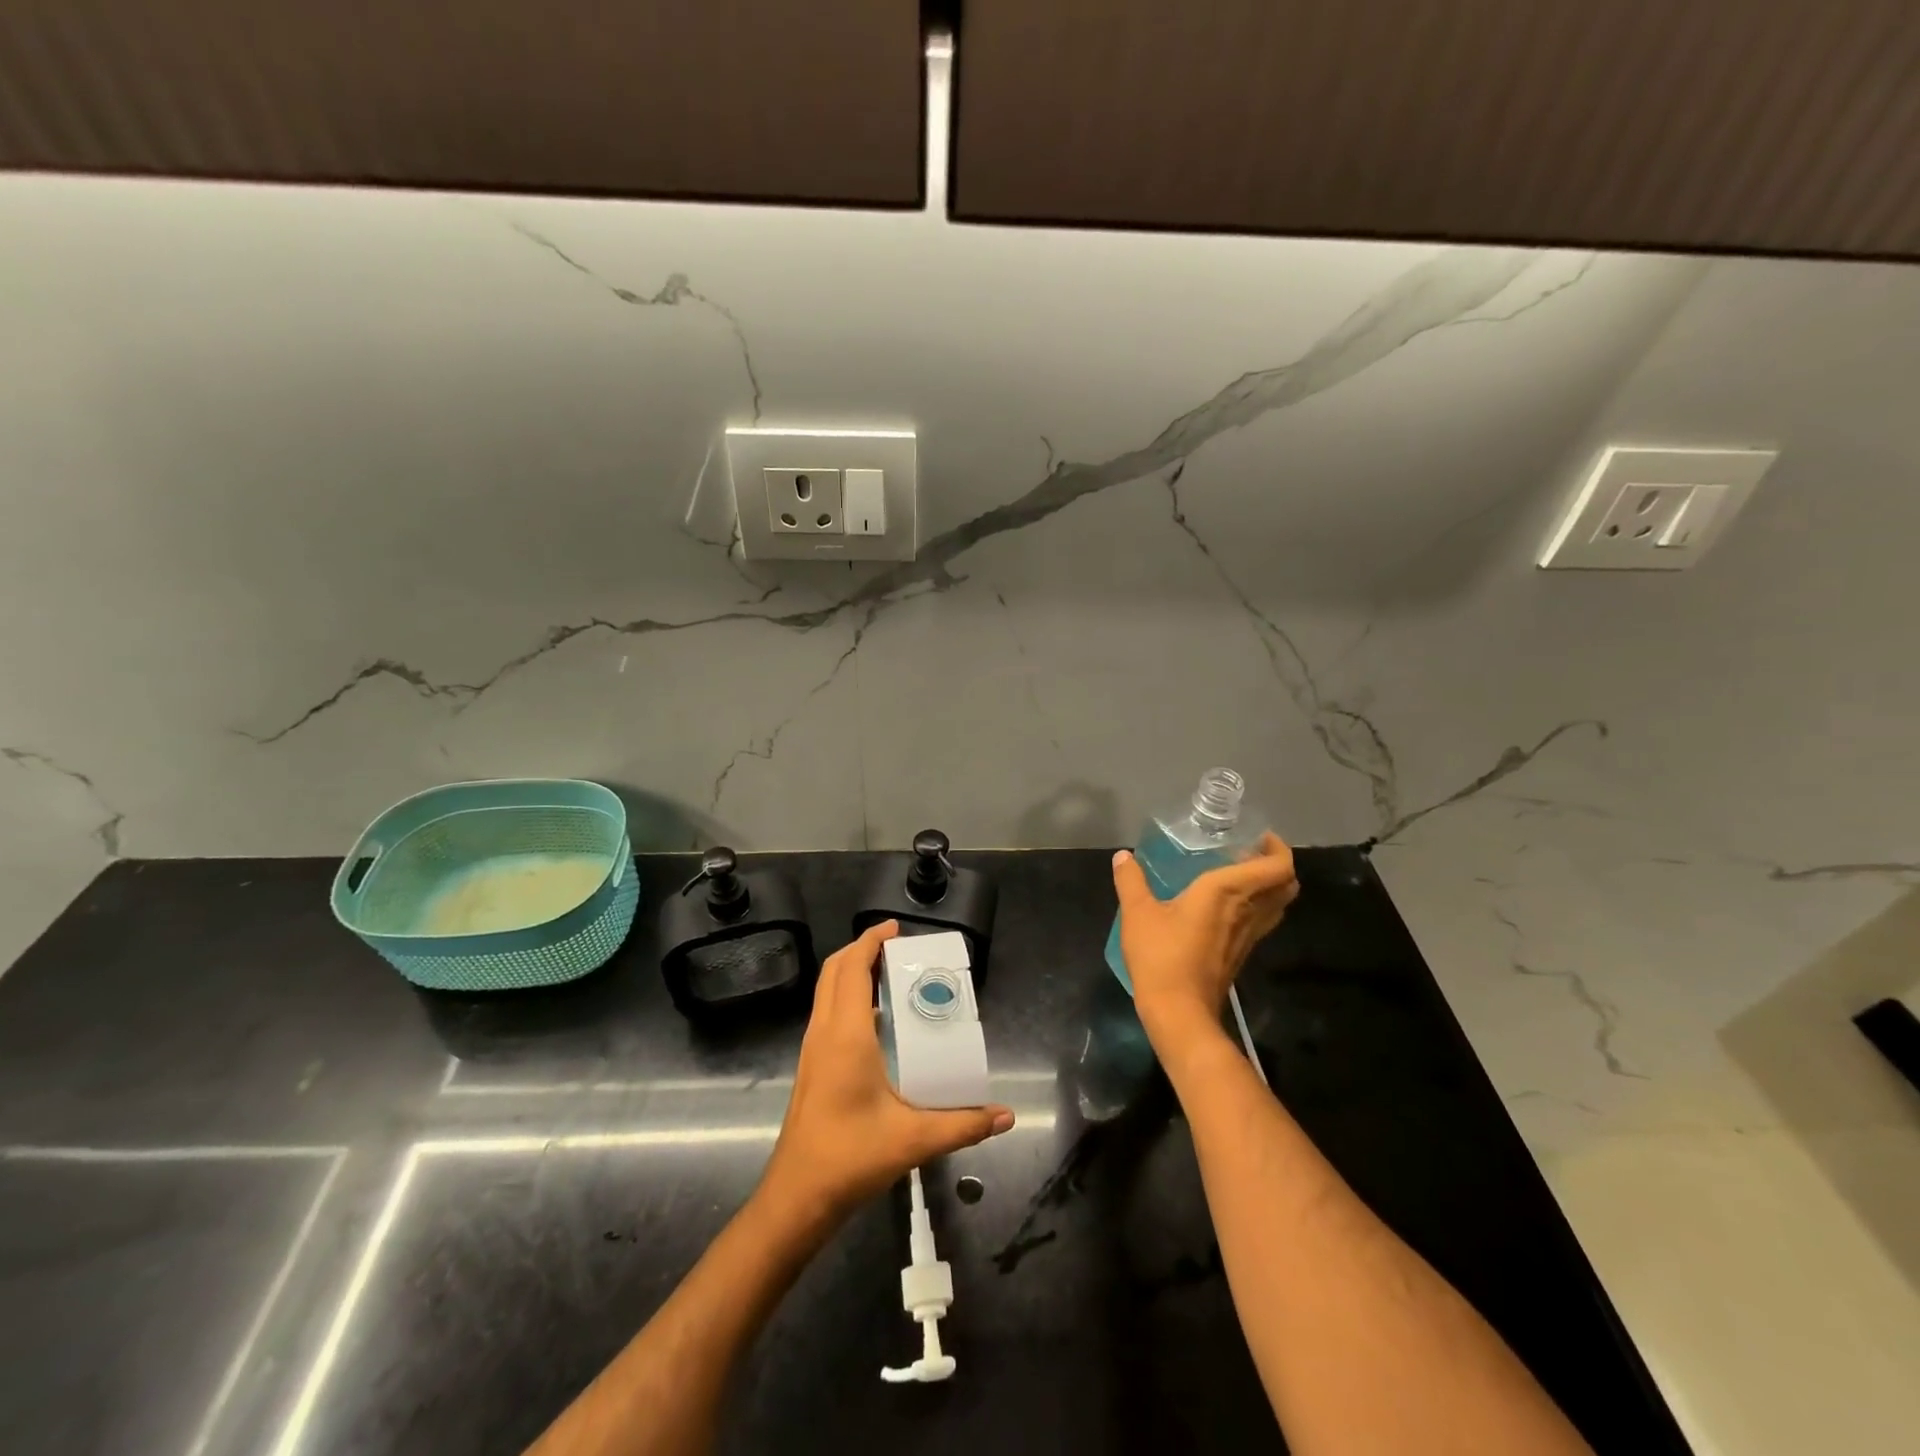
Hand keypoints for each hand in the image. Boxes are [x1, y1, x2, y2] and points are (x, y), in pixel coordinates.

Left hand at [760, 921, 1013, 1222]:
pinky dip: (847, 997)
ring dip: (852, 972)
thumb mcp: (914, 1139)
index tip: (896, 928)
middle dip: (861, 949)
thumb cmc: (851, 1157)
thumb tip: (1005, 1115)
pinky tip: (877, 1022)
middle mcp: (824, 1032)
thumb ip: (963, 1124)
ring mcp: (813, 1049)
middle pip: (835, 971)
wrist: (797, 1197)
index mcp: (846, 1034)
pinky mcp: (812, 1066)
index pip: (853, 969)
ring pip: (827, 992)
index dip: (871, 941)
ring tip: (890, 976)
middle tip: (898, 948)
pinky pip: (827, 1013)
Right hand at [1112, 833, 1298, 1050]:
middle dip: (1278, 865)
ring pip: (1277, 905)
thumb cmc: (1161, 955)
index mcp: (1227, 891)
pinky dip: (1256, 906)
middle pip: (1286, 885)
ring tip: (1240, 875)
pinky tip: (1226, 906)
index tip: (1260, 837)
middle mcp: (1247, 910)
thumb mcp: (1137, 912)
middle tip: (1251, 853)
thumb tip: (1123, 856)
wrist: (1179, 1011)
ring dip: (1269, 887)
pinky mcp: (1241, 953)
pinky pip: (1261, 921)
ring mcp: (1248, 935)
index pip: (1277, 867)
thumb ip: (1131, 880)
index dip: (1279, 849)